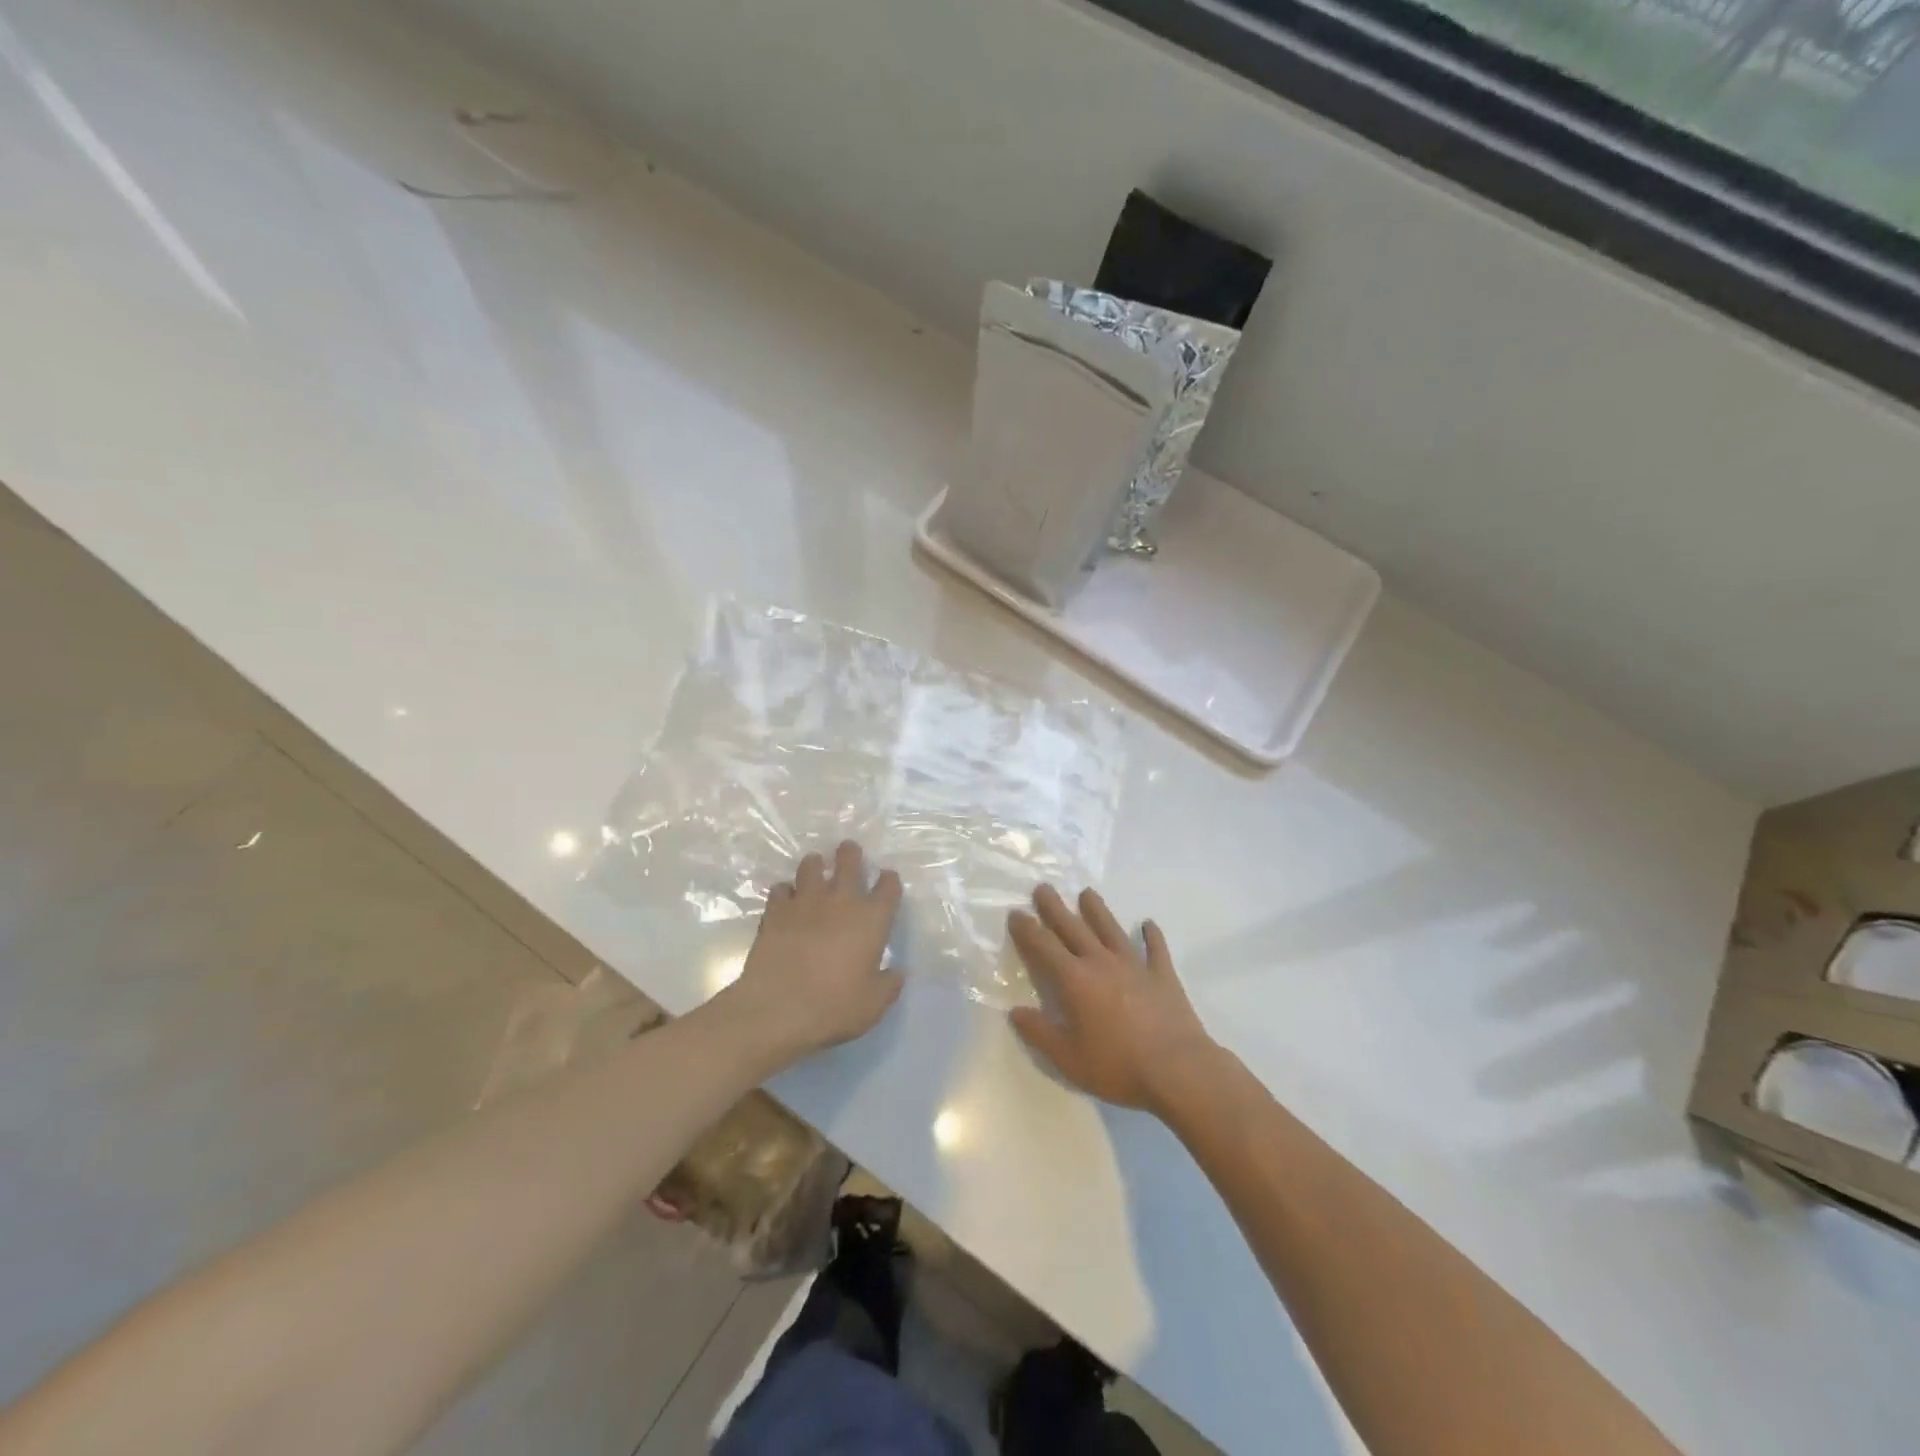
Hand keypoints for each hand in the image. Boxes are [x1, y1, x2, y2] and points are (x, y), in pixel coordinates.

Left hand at [717, 840, 903, 1065]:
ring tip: (815, 867)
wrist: (778, 1009)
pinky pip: (781, 889)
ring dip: (815, 865)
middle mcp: (841, 901)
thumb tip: (897, 972)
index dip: (889, 880)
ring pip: (811, 866)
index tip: (886, 879)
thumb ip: (888, 985)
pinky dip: (785, 891)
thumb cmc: (834, 1006)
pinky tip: (786, 899)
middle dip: (850, 853)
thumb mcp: (873, 1005)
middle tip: (848, 850)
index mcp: (872, 919)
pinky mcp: (775, 911)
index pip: (888, 887)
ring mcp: (805, 902)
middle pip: (849, 862)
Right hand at [1008, 885, 1220, 1115]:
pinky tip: (1148, 924)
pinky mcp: (1163, 975)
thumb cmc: (1118, 1066)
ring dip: (1097, 911)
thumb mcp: (1069, 1059)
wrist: (1178, 1069)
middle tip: (1043, 888)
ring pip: (1111, 930)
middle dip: (1055, 908)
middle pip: (1074, 928)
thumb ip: (1040, 1033)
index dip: (1028, 929)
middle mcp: (1102, 963)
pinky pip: (1155, 949)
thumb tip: (1015, 1011)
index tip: (1016, 912)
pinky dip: (1151, 935)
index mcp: (1075, 981)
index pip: (1044, 947)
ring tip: (1087, 893)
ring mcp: (1135, 966)